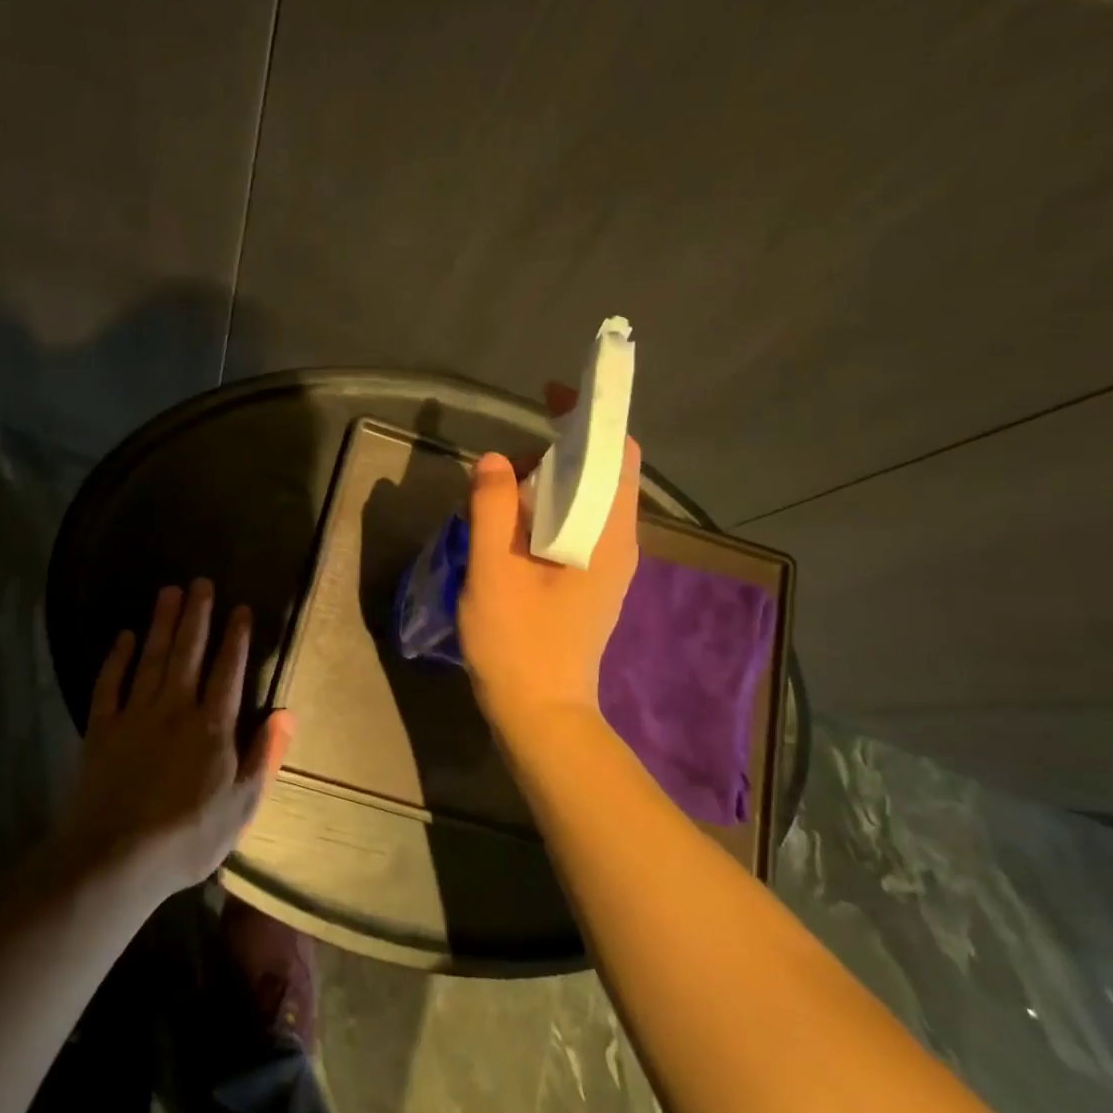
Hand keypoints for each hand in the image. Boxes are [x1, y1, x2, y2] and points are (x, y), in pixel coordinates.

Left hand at [57, 580, 295, 898]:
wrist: (115, 861)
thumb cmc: (187, 838)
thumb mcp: (242, 806)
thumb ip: (264, 756)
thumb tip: (286, 714)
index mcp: (212, 726)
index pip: (227, 670)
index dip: (236, 637)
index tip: (240, 607)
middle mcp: (175, 709)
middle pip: (188, 652)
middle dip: (197, 615)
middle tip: (200, 582)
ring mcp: (135, 716)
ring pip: (152, 658)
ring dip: (162, 623)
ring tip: (169, 592)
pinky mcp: (102, 729)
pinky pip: (110, 684)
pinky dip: (117, 658)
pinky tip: (125, 636)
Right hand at [459, 391, 640, 727]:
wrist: (540, 716)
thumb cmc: (518, 645)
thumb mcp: (493, 573)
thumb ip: (493, 510)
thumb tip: (496, 460)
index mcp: (608, 535)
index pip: (619, 454)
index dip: (590, 416)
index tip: (550, 396)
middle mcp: (619, 543)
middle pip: (605, 471)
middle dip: (561, 448)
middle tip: (508, 459)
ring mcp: (607, 564)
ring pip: (589, 498)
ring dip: (551, 479)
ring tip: (503, 488)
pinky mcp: (591, 580)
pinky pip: (577, 523)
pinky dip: (549, 506)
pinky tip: (512, 521)